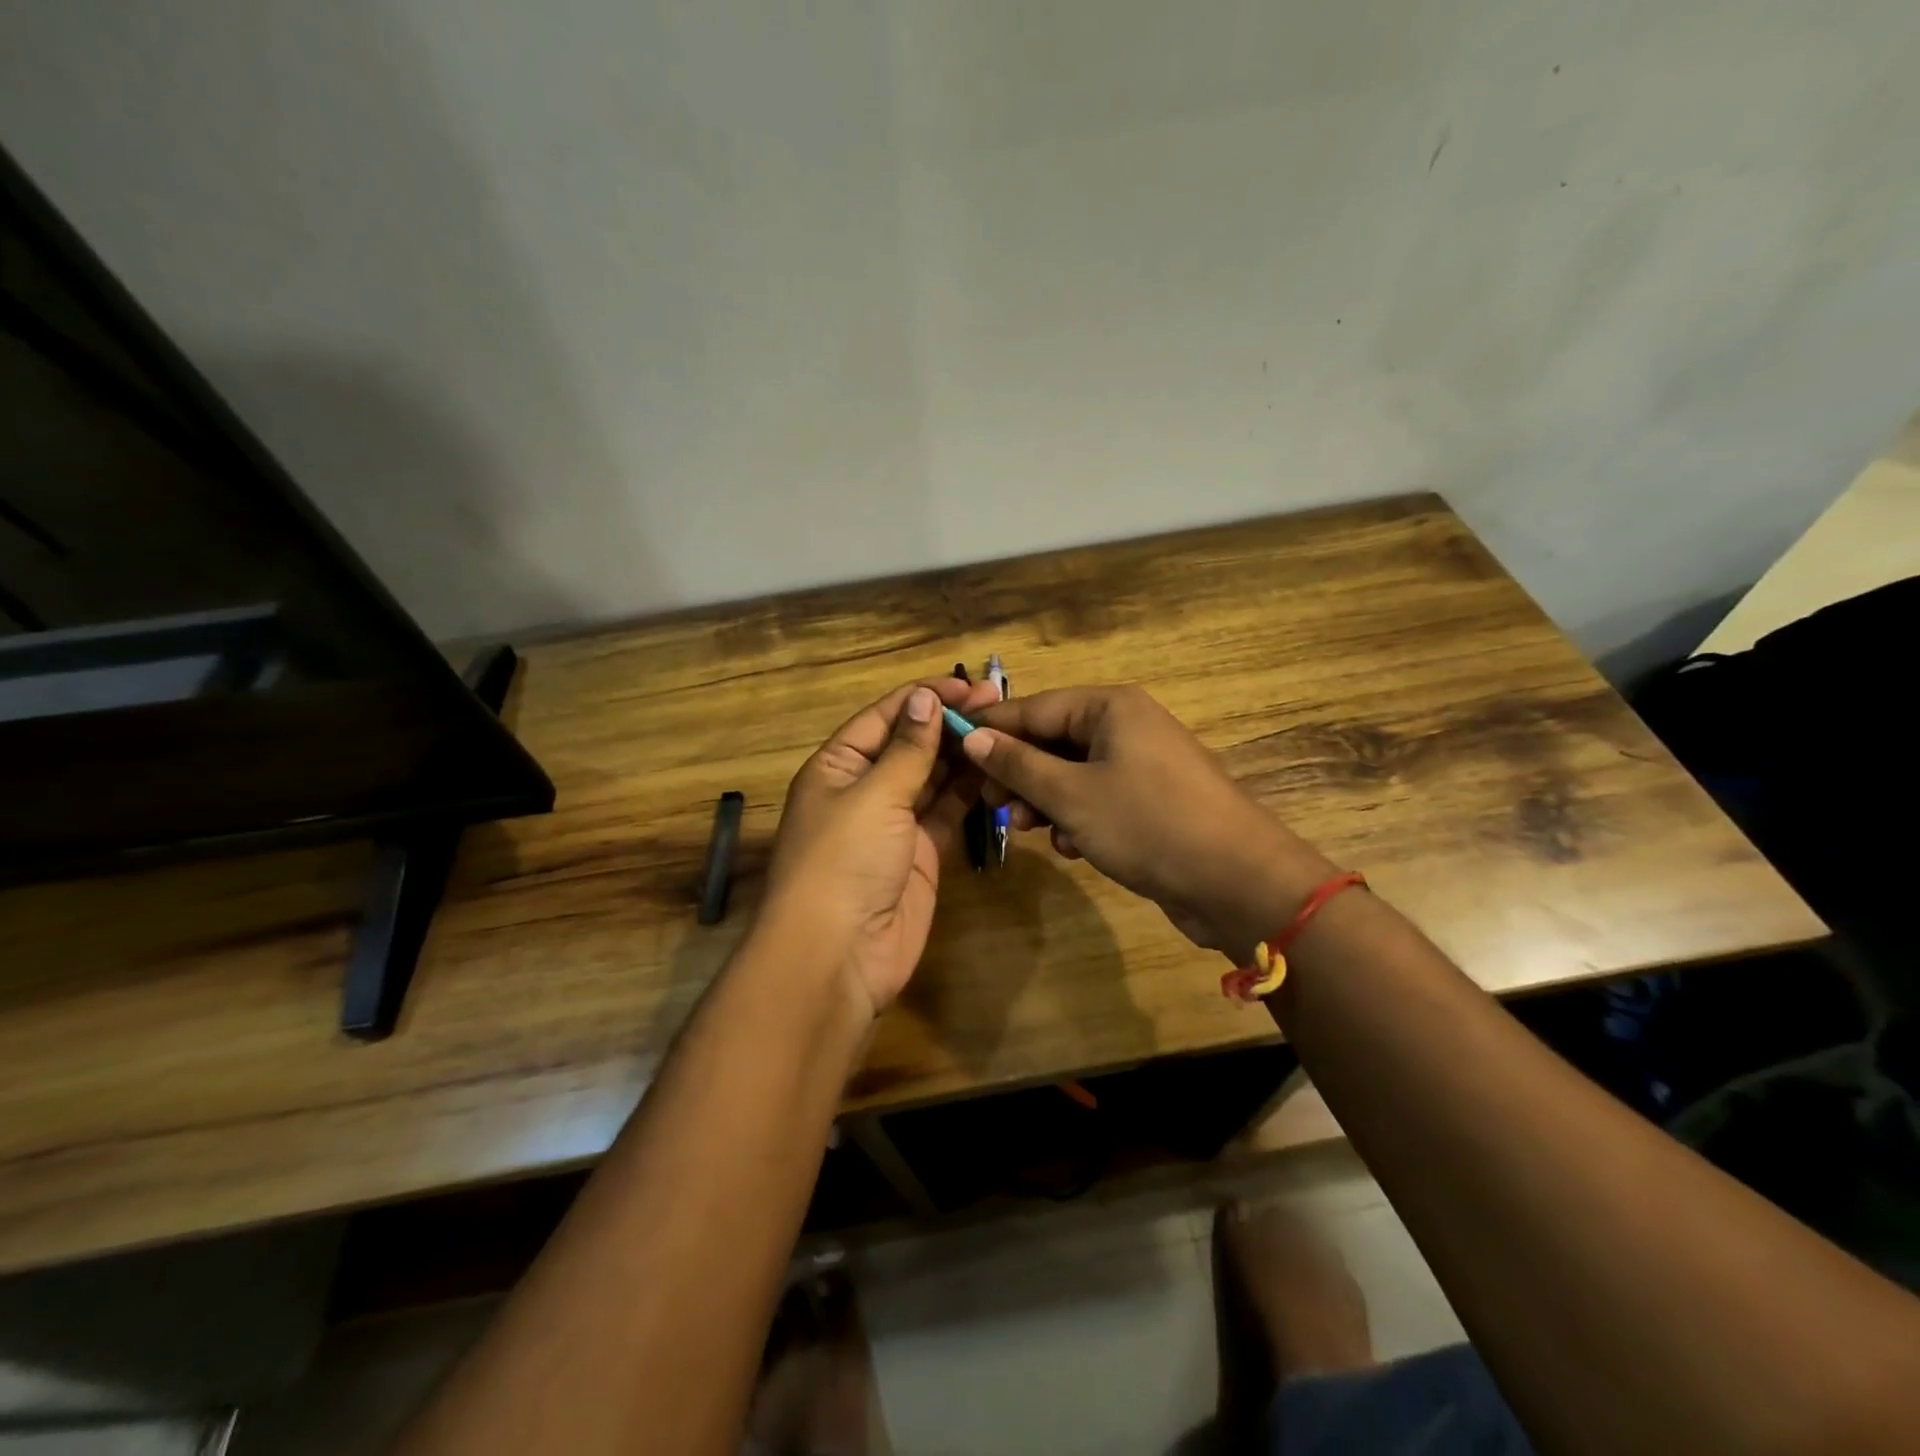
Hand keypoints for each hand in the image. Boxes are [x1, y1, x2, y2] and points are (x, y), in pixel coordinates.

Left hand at [763, 676, 1000, 1013]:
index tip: (967, 683)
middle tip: (998, 702)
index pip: (884, 717)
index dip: (924, 697)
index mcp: (838, 766)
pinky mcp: (921, 853)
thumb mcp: (874, 795)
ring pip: (932, 777)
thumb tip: (925, 699)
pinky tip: (996, 768)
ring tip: (1004, 729)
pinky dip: (969, 792)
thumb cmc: (844, 861)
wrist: (838, 954)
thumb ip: (907, 749)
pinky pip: (947, 811)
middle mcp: (864, 788)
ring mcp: (894, 823)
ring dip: (962, 754)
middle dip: (949, 723)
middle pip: (910, 744)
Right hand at [963, 685, 1337, 960]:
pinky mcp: (1150, 800)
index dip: (991, 731)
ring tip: (1029, 829)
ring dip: (1045, 800)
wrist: (1238, 881)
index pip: (1033, 707)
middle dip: (1019, 774)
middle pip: (1052, 740)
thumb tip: (973, 737)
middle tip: (991, 805)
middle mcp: (1125, 726)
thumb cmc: (1148, 824)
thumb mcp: (1071, 795)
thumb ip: (1018, 765)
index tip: (951, 753)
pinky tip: (1072, 846)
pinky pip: (1097, 797)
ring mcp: (1141, 764)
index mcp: (1109, 708)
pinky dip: (1077, 817)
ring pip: (1071, 773)